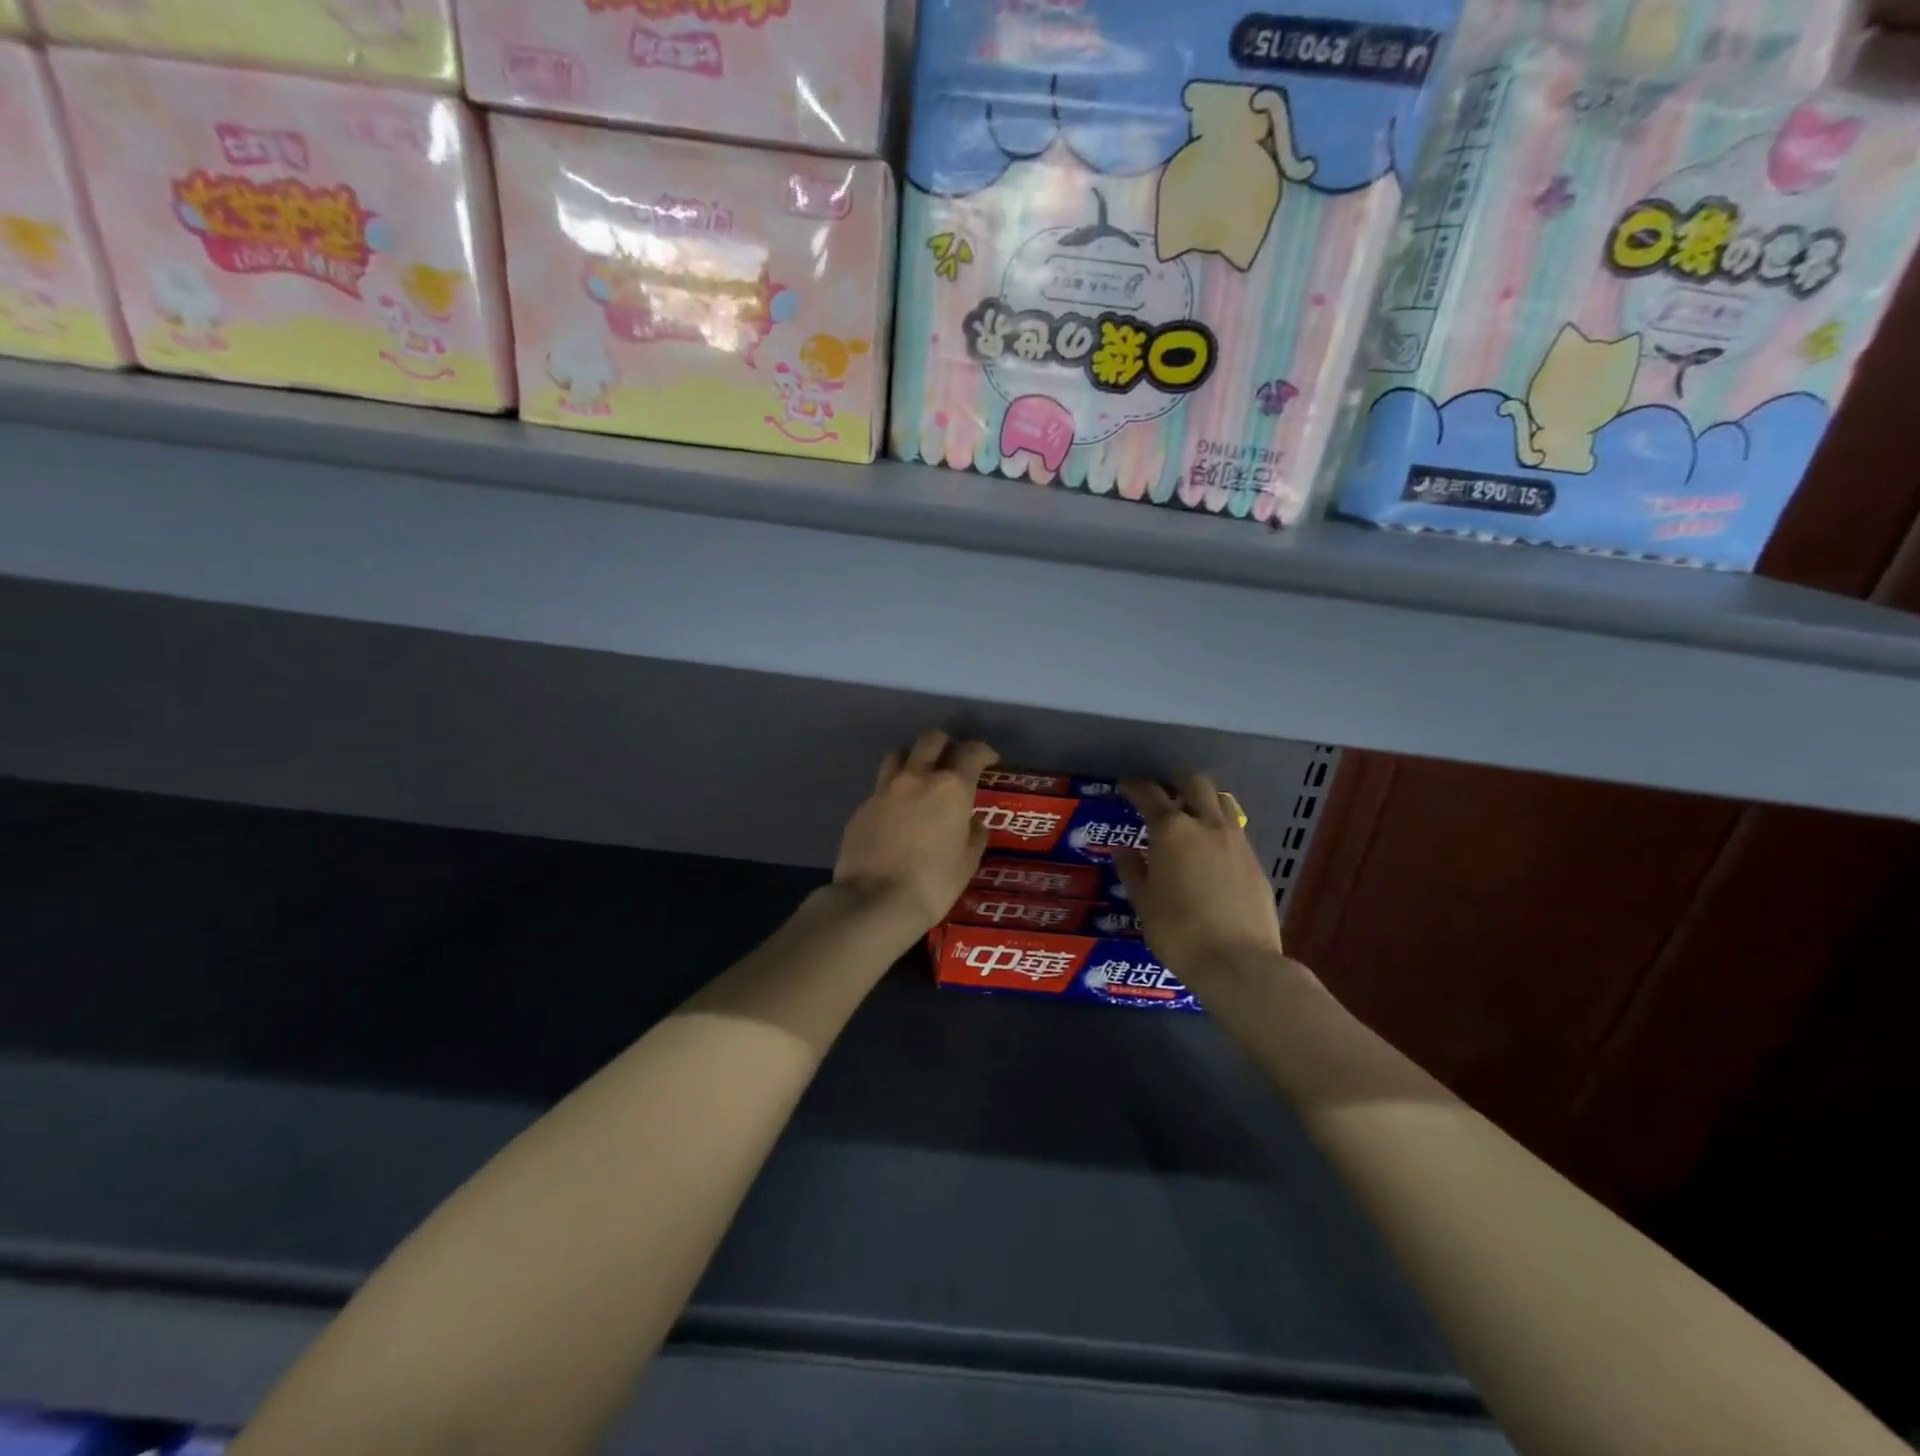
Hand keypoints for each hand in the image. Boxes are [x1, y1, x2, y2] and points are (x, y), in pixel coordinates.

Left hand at [833, 729, 997, 937]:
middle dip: (945, 744)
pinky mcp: (862, 807)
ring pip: (899, 755)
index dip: (984, 752)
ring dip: (913, 759)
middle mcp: (917, 778)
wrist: (874, 901)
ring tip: (919, 778)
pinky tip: (896, 813)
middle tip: (952, 762)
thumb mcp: (968, 863)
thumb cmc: (933, 884)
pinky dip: (893, 791)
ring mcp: (884, 790)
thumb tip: (972, 822)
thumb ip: (974, 835)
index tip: (989, 761)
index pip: (972, 753)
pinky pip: (880, 787)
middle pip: (930, 739)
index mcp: (951, 788)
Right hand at [1113, 774, 1284, 980]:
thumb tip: (1122, 850)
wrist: (1238, 961)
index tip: (1126, 786)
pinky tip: (1213, 849)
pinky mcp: (1256, 862)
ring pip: (1222, 802)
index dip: (1135, 787)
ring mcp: (1237, 841)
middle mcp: (1206, 825)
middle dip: (1177, 781)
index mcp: (1172, 830)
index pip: (1149, 795)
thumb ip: (1132, 870)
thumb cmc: (1178, 931)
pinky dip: (1220, 829)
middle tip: (1165, 789)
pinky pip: (1236, 831)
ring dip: (1205, 799)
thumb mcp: (1143, 902)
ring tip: (1192, 814)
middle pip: (1195, 784)